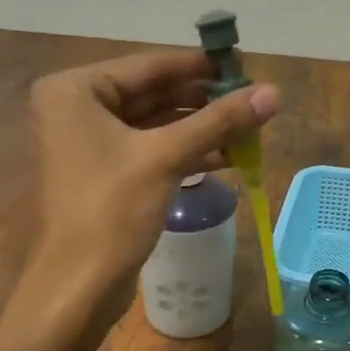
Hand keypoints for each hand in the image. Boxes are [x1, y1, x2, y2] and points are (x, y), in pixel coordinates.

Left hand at [27, 48, 277, 309]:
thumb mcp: (167, 157)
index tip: (244, 64)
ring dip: (201, 128)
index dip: (200, 65)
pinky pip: (151, 149)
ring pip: (155, 123)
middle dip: (204, 101)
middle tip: (252, 99)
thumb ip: (219, 121)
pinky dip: (187, 151)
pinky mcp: (105, 173)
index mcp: (75, 90)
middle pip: (153, 93)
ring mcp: (89, 142)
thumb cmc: (112, 210)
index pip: (150, 66)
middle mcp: (76, 108)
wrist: (79, 286)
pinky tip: (228, 156)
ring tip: (249, 128)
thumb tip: (274, 91)